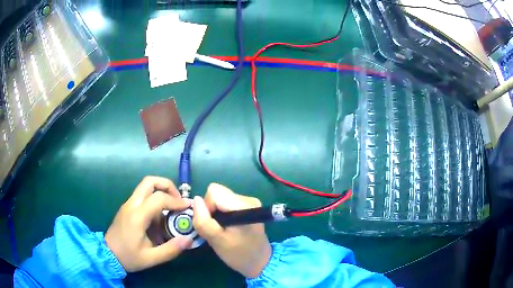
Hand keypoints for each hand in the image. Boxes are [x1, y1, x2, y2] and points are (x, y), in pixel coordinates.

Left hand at [105, 176, 192, 271]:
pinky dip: (155, 197)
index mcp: (137, 216)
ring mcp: (128, 204)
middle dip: (167, 185)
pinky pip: (142, 195)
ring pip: (145, 186)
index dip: (176, 200)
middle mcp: (132, 205)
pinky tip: (160, 215)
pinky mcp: (127, 207)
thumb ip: (171, 249)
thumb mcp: (151, 258)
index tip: (187, 207)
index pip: (158, 198)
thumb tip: (189, 239)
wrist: (108, 254)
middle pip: (149, 181)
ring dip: (161, 190)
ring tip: (172, 206)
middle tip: (178, 199)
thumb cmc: (129, 257)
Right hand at [193, 183, 271, 277]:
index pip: (214, 192)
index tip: (211, 224)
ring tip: (222, 229)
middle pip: (217, 193)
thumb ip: (204, 221)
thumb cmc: (239, 254)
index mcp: (243, 206)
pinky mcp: (248, 206)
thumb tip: (195, 200)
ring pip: (220, 197)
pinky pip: (226, 202)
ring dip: (216, 212)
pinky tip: (228, 226)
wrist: (260, 262)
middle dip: (211, 209)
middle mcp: (248, 199)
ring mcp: (249, 202)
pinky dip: (222, 213)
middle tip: (216, 227)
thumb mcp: (217, 241)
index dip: (207, 207)